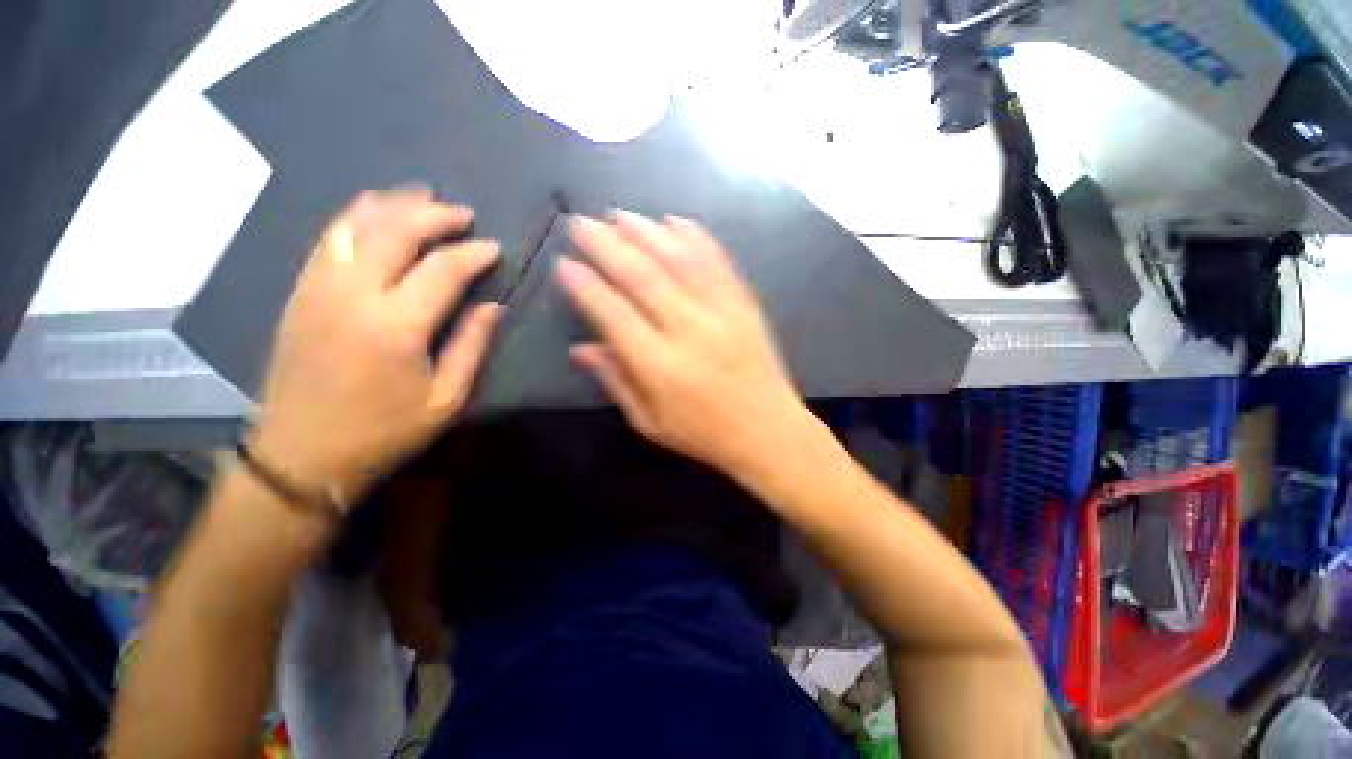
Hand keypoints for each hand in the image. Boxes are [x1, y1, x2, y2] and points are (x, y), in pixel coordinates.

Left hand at [250, 188, 500, 506]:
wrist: (301, 454)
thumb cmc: (384, 432)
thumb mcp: (446, 399)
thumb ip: (471, 346)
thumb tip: (492, 306)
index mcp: (396, 327)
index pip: (442, 270)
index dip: (473, 253)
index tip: (495, 249)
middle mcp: (353, 296)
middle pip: (395, 232)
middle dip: (435, 215)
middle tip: (464, 214)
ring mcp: (318, 289)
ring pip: (355, 224)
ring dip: (394, 203)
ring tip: (424, 196)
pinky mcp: (300, 293)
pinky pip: (329, 239)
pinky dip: (356, 216)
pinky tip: (375, 210)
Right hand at [557, 210, 814, 479]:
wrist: (768, 430)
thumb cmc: (704, 433)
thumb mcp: (650, 422)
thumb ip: (615, 381)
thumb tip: (580, 349)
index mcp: (661, 367)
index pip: (613, 315)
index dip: (586, 286)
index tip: (564, 264)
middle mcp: (690, 332)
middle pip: (643, 277)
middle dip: (607, 245)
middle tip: (582, 224)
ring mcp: (723, 313)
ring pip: (680, 260)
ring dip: (647, 232)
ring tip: (619, 215)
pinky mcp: (745, 305)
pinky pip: (719, 262)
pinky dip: (696, 237)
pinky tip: (675, 222)